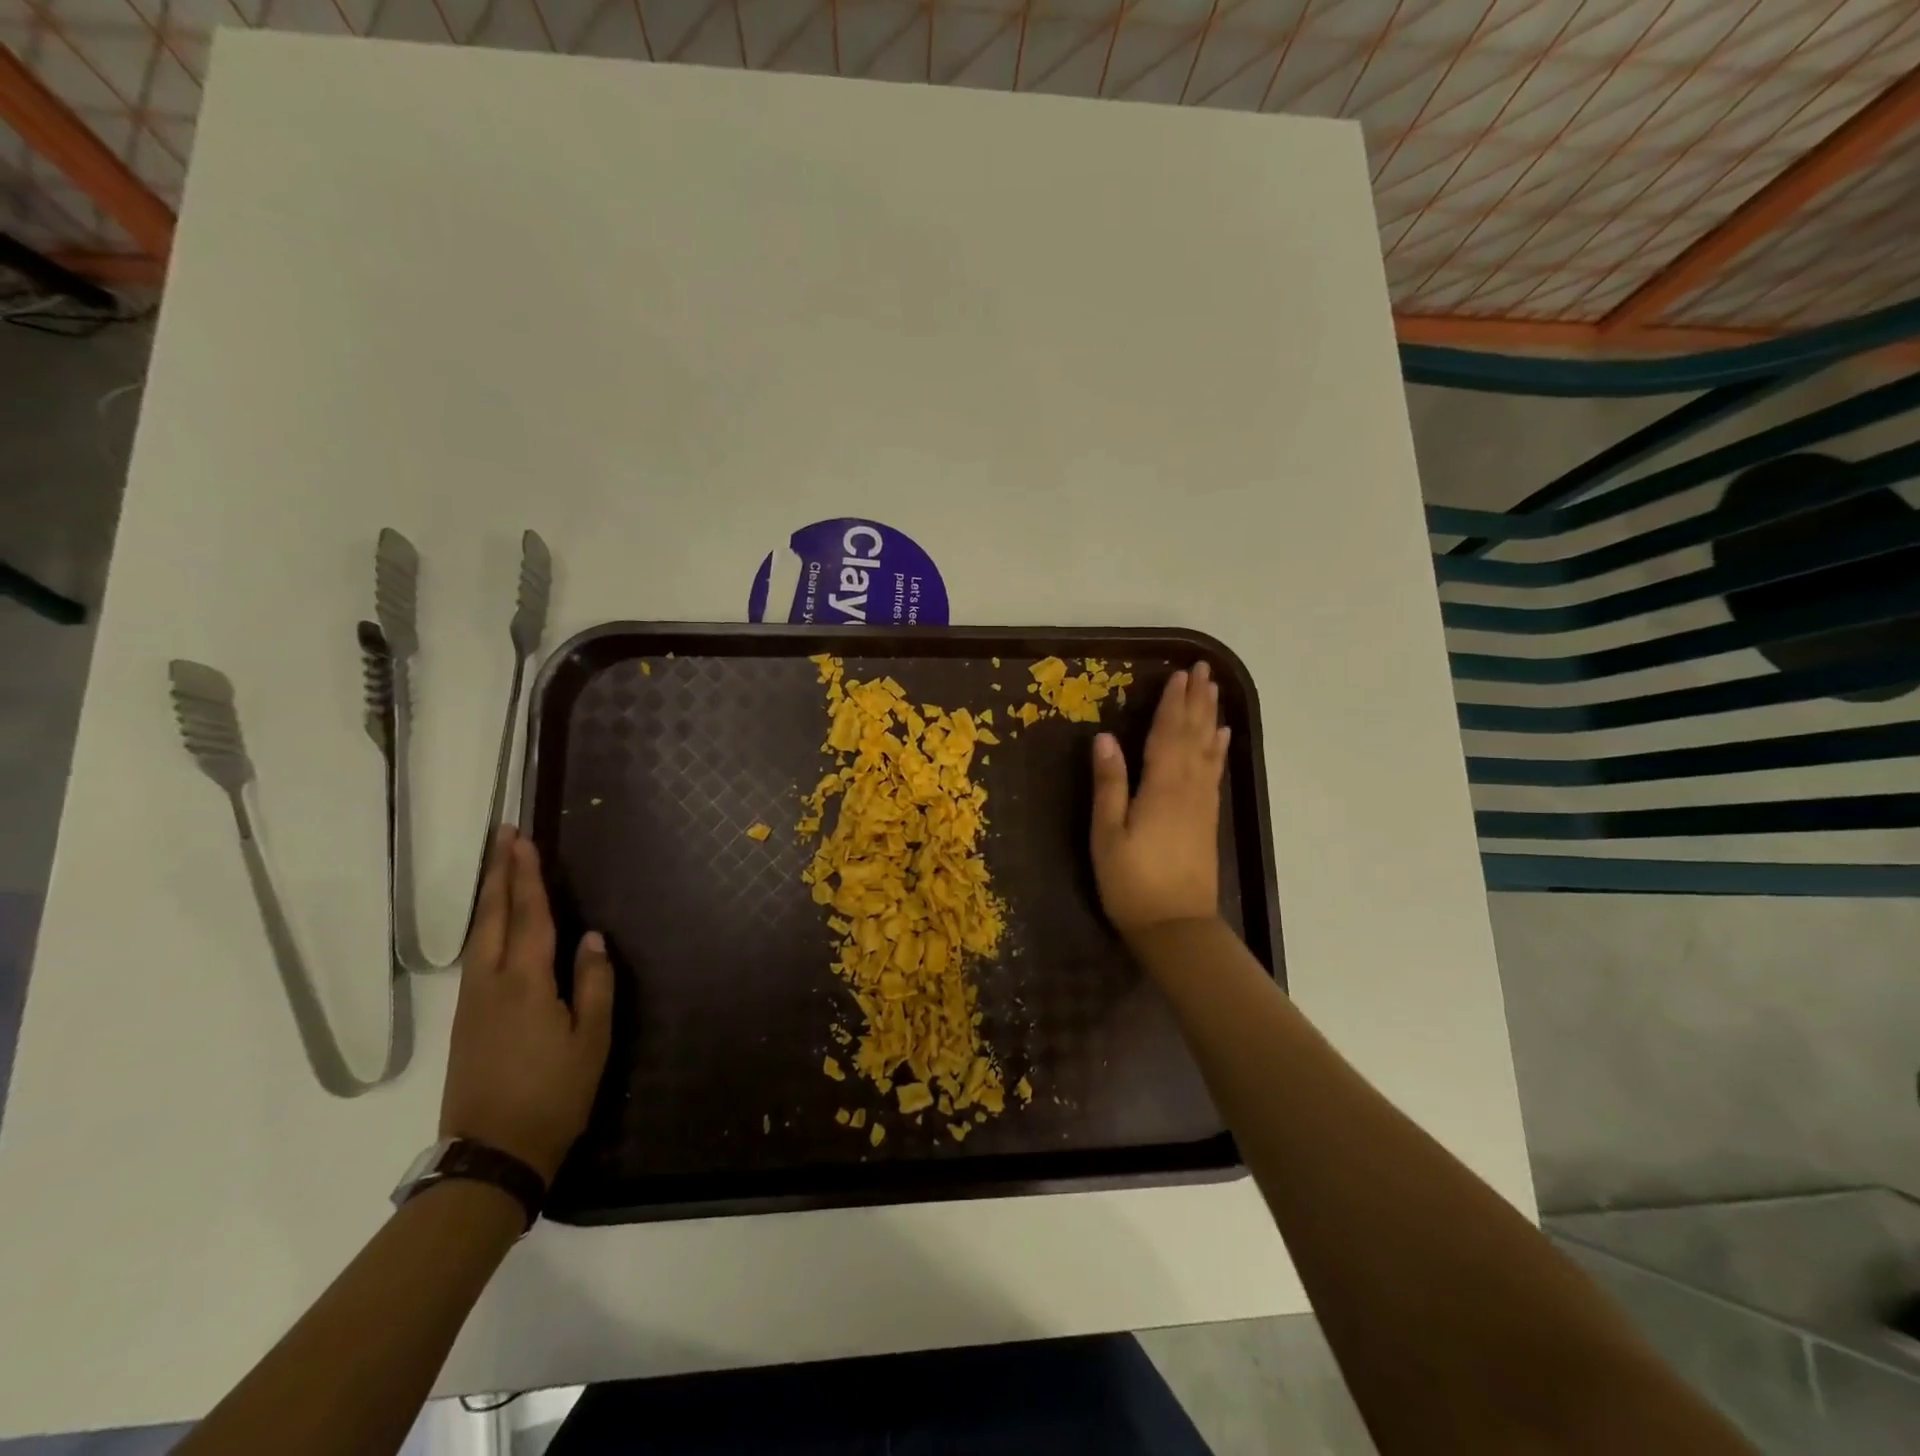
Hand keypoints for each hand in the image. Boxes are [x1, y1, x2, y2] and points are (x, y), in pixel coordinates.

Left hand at [441, 827, 613, 1184]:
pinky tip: (492, 924)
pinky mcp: (464, 1021)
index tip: (524, 840)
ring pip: (477, 936)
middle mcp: (491, 983)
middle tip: (502, 836)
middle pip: (492, 917)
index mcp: (526, 983)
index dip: (527, 876)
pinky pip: (474, 957)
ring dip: (488, 896)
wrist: (492, 1154)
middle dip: (497, 873)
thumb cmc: (554, 1094)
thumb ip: (594, 983)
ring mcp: (471, 1003)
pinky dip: (484, 926)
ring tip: (497, 867)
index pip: (529, 916)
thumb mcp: (592, 1039)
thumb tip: (592, 938)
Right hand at [1090, 661, 1230, 939]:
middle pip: (1193, 735)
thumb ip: (1109, 785)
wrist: (1176, 927)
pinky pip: (1215, 772)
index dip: (1173, 703)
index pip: (1167, 734)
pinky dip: (1219, 749)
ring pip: (1208, 749)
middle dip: (1197, 701)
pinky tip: (1222, 737)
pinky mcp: (1208, 819)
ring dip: (1210, 718)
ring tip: (1214, 691)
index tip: (1180, 673)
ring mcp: (1202, 803)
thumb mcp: (1107, 835)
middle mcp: (1187, 788)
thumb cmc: (1131, 882)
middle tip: (1204, 670)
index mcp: (1161, 787)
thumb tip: (1104, 739)